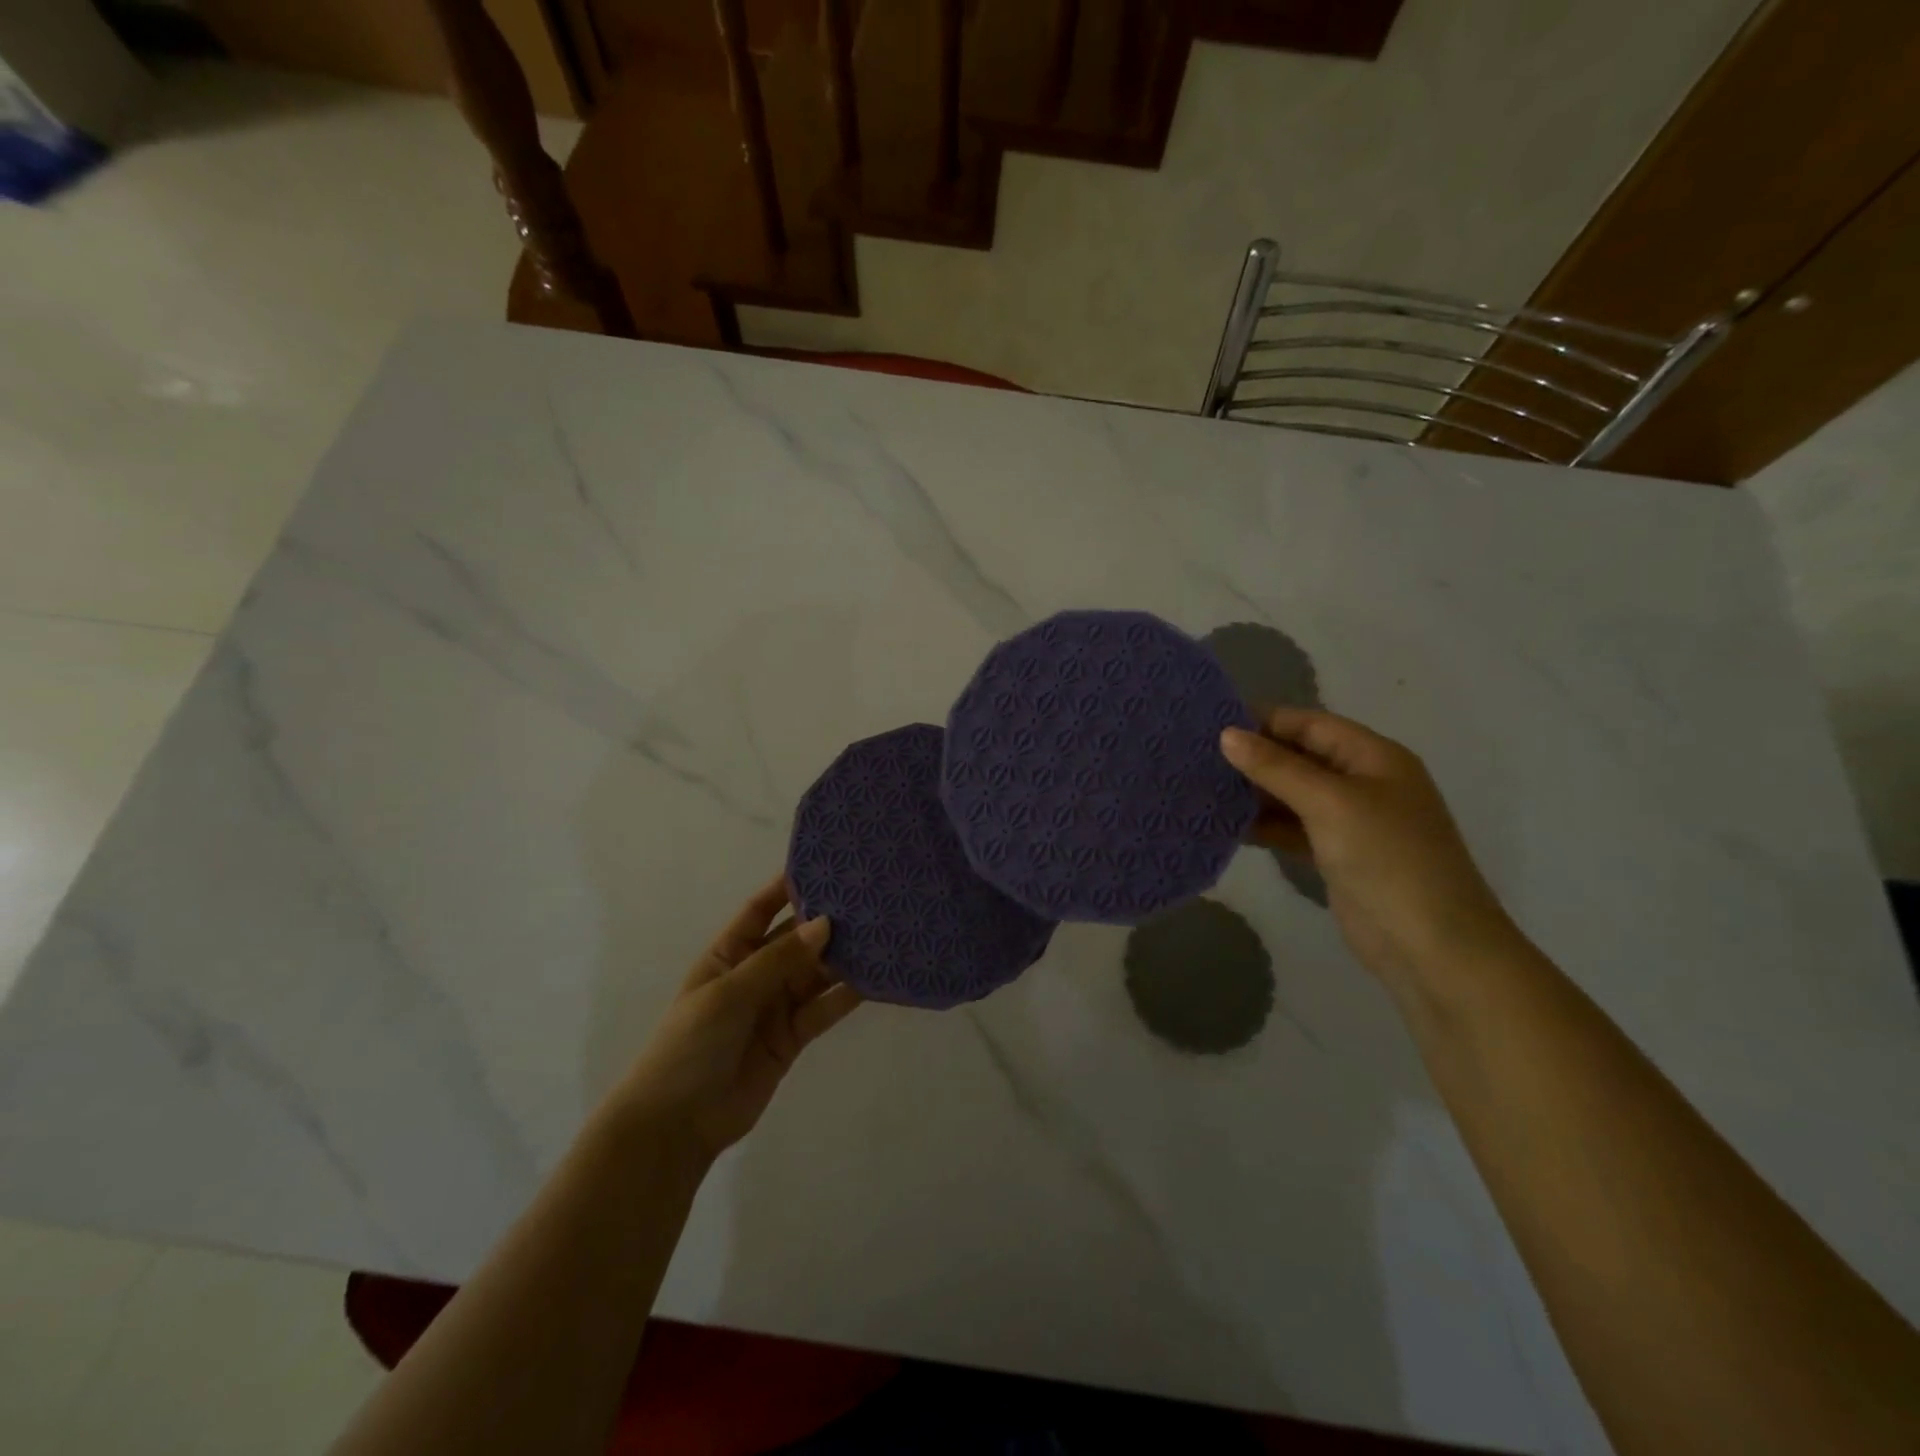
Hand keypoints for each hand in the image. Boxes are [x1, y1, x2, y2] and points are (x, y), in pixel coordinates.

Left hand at [610, 877, 861, 1166]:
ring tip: (882, 932)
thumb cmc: (690, 1045)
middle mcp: (755, 973)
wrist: (677, 1125)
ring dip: (843, 956)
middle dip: (826, 920)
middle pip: (796, 939)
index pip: (761, 909)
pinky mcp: (793, 1036)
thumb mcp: (729, 994)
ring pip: (816, 972)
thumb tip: (824, 924)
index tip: (825, 864)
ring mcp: (776, 1005)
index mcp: (729, 953)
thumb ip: (778, 960)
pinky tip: (876, 978)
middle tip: (869, 897)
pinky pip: (824, 1007)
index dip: (788, 886)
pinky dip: (847, 994)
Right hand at [1220, 708, 1516, 988]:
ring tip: (1203, 788)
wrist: (1431, 945)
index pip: (1311, 724)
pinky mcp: (1337, 856)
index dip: (1264, 720)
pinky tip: (1227, 826)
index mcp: (1374, 757)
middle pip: (1300, 757)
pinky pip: (1292, 829)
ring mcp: (1351, 822)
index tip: (1211, 724)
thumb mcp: (1329, 802)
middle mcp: (1363, 782)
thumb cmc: (1386, 857)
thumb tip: (1227, 734)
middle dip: (1254, 756)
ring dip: (1254, 793)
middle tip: (1198, 757)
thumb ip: (1276, 767)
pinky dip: (1264, 826)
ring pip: (1292, 795)